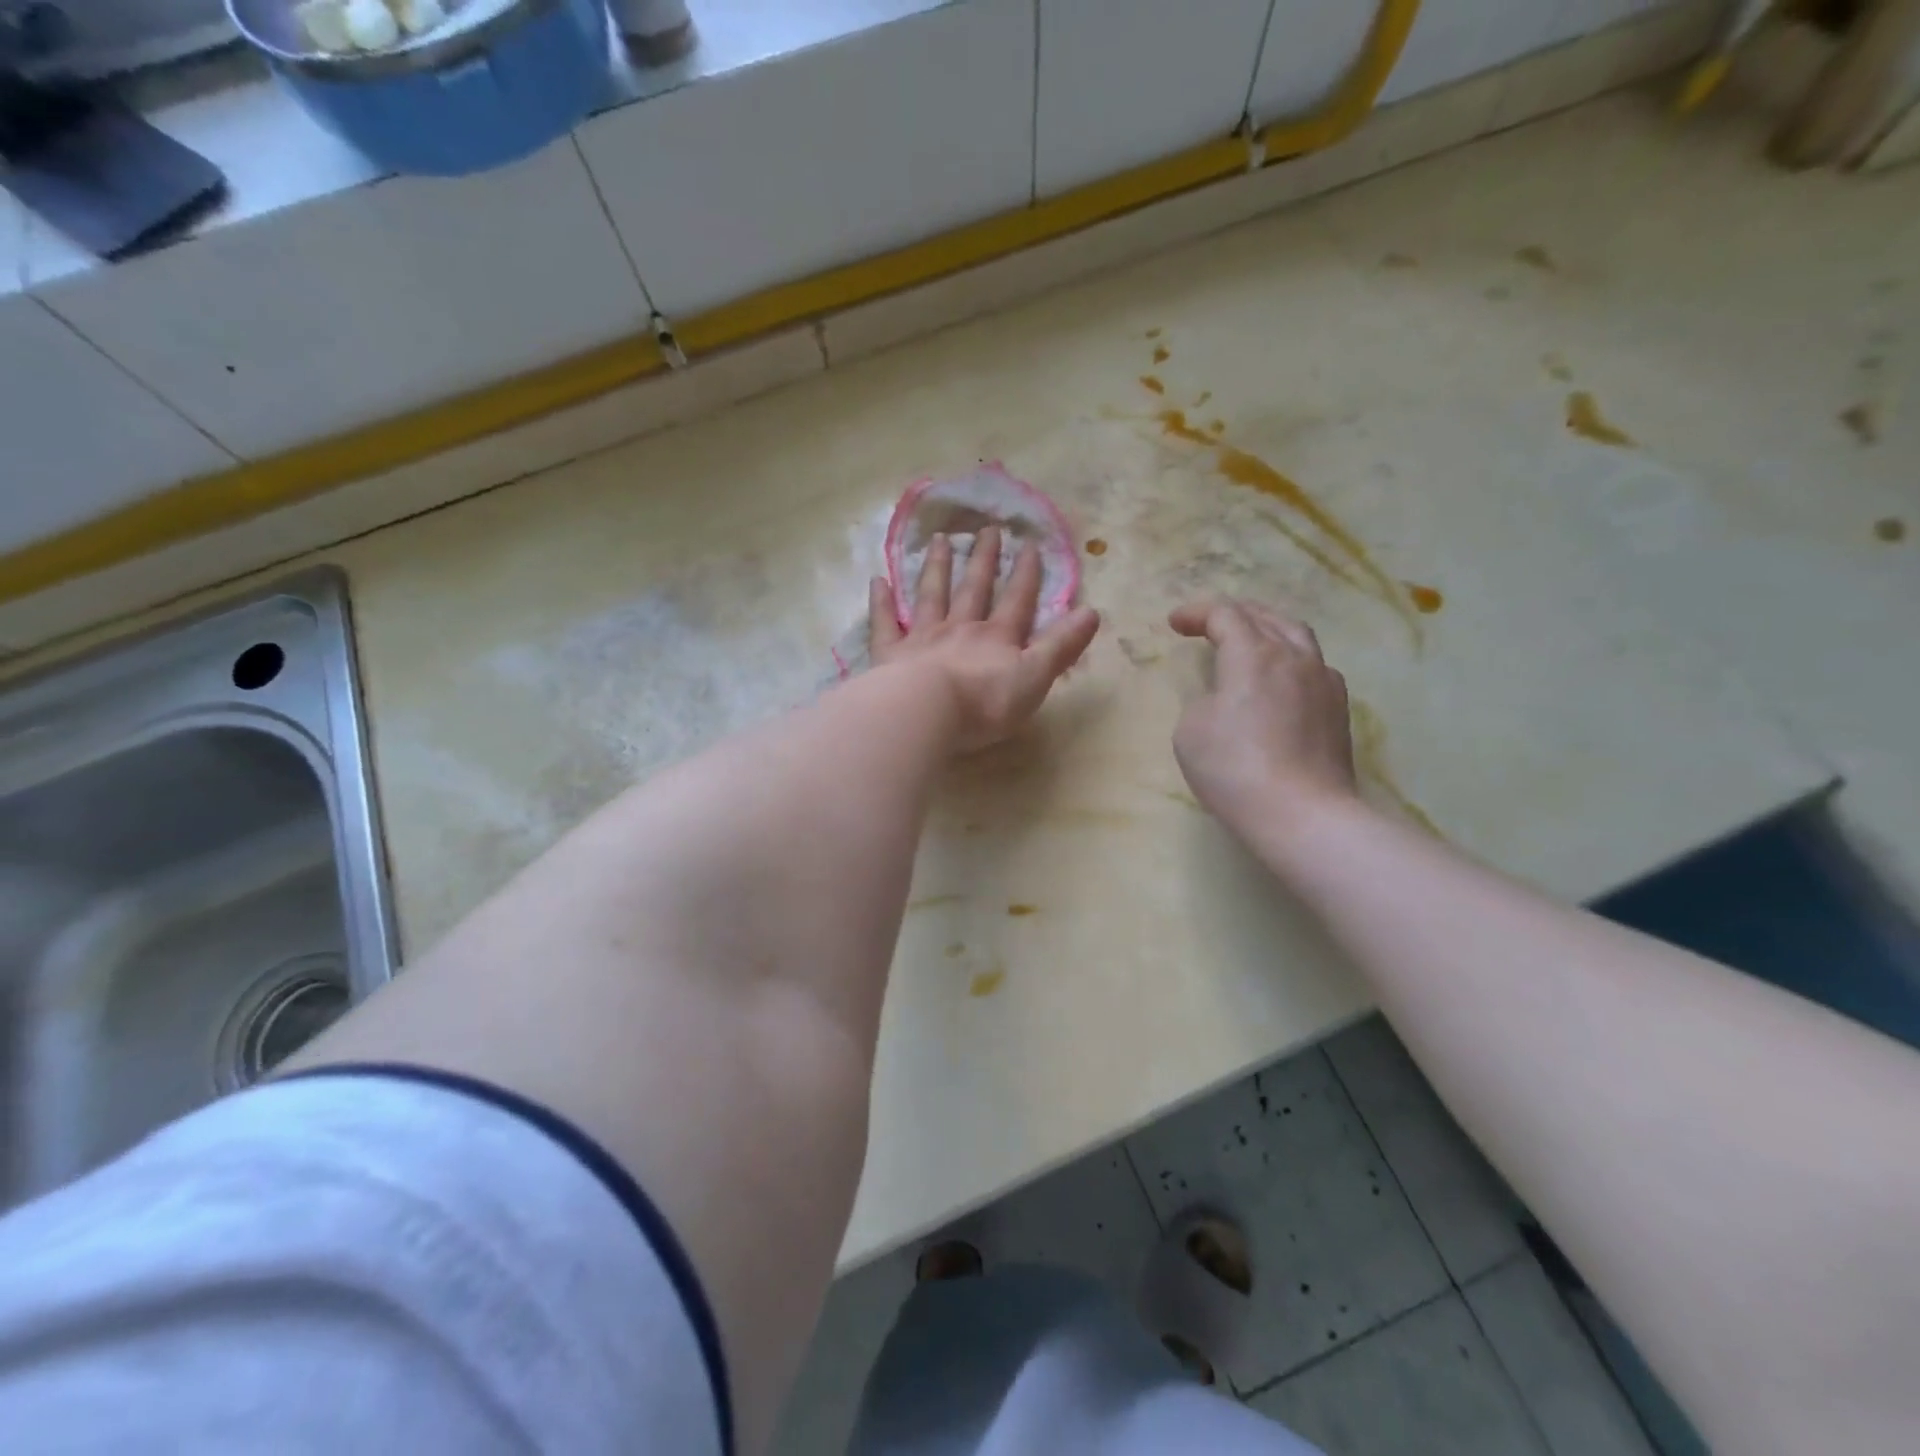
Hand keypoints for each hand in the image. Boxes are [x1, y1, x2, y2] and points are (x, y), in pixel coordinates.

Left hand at [870, 526, 1100, 751]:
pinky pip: (884, 622)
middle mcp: (960, 629)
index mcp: (997, 638)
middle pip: (973, 589)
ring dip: (936, 568)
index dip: (1026, 574)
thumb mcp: (1035, 677)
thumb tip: (1093, 611)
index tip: (1029, 544)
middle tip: (986, 528)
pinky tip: (878, 580)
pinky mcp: (890, 654)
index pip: (1016, 600)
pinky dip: (881, 602)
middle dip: (982, 559)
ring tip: (939, 540)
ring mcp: (922, 638)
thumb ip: (1061, 646)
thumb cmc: (985, 702)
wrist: (926, 712)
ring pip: (931, 596)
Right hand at [1168, 598, 1358, 832]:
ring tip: (1250, 639)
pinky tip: (1283, 677)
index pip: (1225, 615)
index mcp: (1253, 654)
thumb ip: (1204, 700)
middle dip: (1233, 614)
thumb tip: (1225, 699)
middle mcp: (1293, 657)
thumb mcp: (1191, 730)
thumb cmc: (1234, 768)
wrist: (1301, 814)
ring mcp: (1323, 681)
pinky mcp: (1339, 709)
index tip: (1174, 623)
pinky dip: (1290, 657)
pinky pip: (1314, 665)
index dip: (1196, 613)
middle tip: (1208, 622)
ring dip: (1267, 629)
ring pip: (1296, 635)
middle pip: (1265, 617)